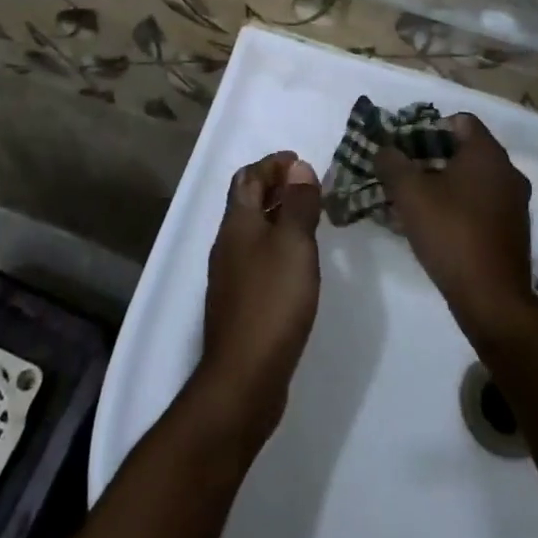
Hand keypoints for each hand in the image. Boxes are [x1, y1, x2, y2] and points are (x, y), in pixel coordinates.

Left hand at [194, 151, 322, 449]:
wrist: (243, 377)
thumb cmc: (272, 301)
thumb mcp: (294, 244)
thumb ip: (298, 204)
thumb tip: (298, 167)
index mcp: (237, 223)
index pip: (248, 177)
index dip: (272, 164)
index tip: (300, 160)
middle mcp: (228, 243)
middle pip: (246, 201)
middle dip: (274, 186)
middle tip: (308, 185)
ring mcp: (230, 275)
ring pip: (252, 230)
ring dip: (277, 215)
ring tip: (309, 217)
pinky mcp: (239, 301)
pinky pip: (257, 256)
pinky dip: (276, 243)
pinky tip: (297, 261)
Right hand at [375, 114, 536, 340]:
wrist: (492, 299)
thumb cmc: (451, 233)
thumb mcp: (410, 193)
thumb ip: (392, 163)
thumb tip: (384, 149)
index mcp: (487, 154)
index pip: (459, 120)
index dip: (428, 127)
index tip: (404, 146)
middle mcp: (507, 171)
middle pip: (464, 150)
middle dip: (429, 158)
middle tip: (401, 173)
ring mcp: (513, 203)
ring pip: (471, 180)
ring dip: (441, 184)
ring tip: (410, 201)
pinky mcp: (512, 230)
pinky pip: (480, 205)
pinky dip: (456, 206)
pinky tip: (432, 226)